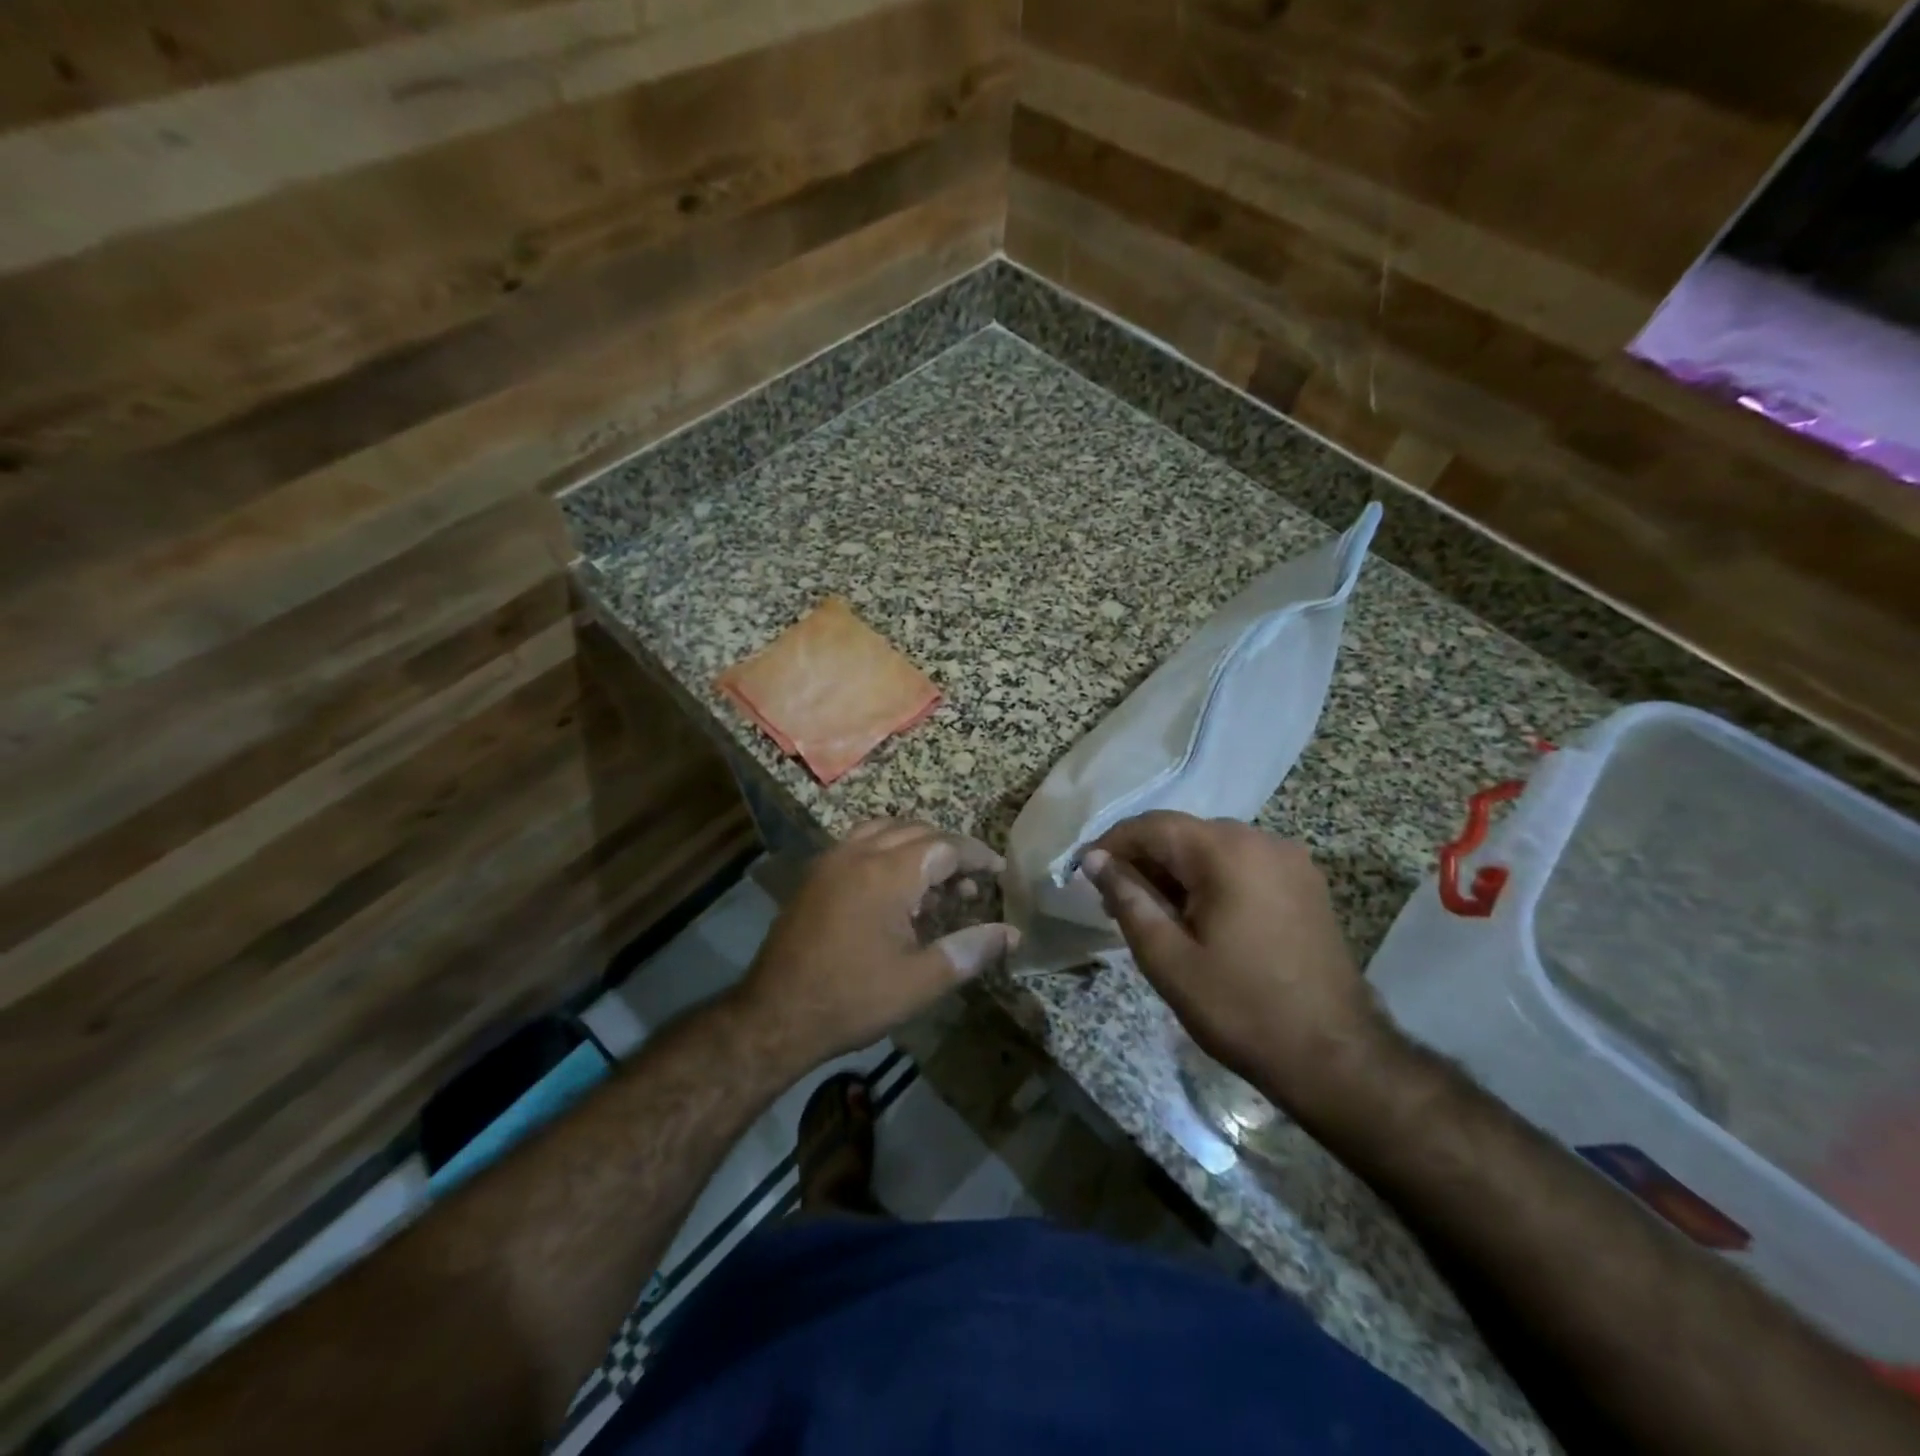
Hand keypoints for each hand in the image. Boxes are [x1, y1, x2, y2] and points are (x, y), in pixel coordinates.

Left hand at [738, 820, 1018, 1069]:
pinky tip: (894, 890)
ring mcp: (831, 860)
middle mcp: (859, 853)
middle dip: (949, 851)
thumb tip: (1011, 933)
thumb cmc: (853, 999)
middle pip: (916, 831)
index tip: (999, 872)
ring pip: (885, 830)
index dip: (977, 856)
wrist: (775, 1016)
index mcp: (888, 873)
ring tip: (934, 883)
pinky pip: (860, 843)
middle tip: (969, 886)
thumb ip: (970, 950)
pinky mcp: (814, 875)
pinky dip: (887, 851)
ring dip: (916, 846)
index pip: (945, 846)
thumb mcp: (921, 981)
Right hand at [1081, 812, 1395, 1116]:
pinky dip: (1210, 880)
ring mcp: (1290, 861)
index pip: (1152, 826)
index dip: (1111, 844)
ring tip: (1152, 914)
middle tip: (1113, 902)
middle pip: (1184, 834)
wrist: (1335, 1058)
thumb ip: (1127, 899)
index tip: (1082, 872)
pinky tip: (1197, 917)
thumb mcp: (1167, 957)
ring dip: (1176, 871)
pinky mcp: (1305, 885)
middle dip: (1143, 860)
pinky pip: (1243, 865)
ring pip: (1213, 849)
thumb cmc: (1240, 1008)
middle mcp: (1261, 840)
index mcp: (1226, 851)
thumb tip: (1094, 860)